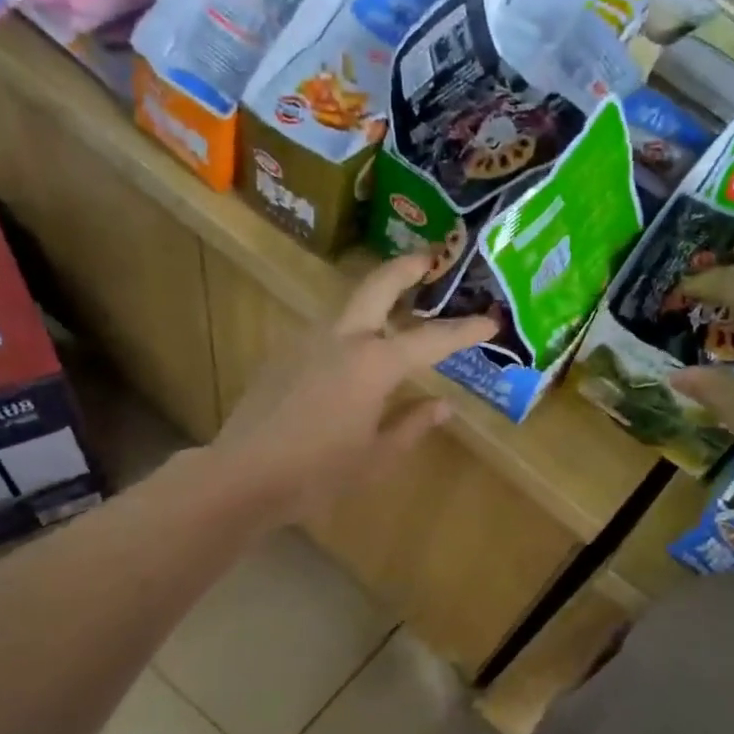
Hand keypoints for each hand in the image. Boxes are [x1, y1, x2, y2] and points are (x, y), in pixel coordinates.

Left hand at [209, 253, 495, 524]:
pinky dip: (349, 331)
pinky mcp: (282, 355)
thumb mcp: (376, 457)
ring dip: (375, 299)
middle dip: (407, 267)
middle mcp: (342, 339)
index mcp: (374, 364)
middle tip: (429, 258)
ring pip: (348, 307)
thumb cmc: (318, 473)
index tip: (491, 321)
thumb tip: (441, 406)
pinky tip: (351, 358)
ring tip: (396, 313)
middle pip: (378, 286)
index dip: (464, 330)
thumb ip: (411, 426)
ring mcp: (306, 342)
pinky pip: (325, 332)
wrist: (242, 475)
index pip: (430, 339)